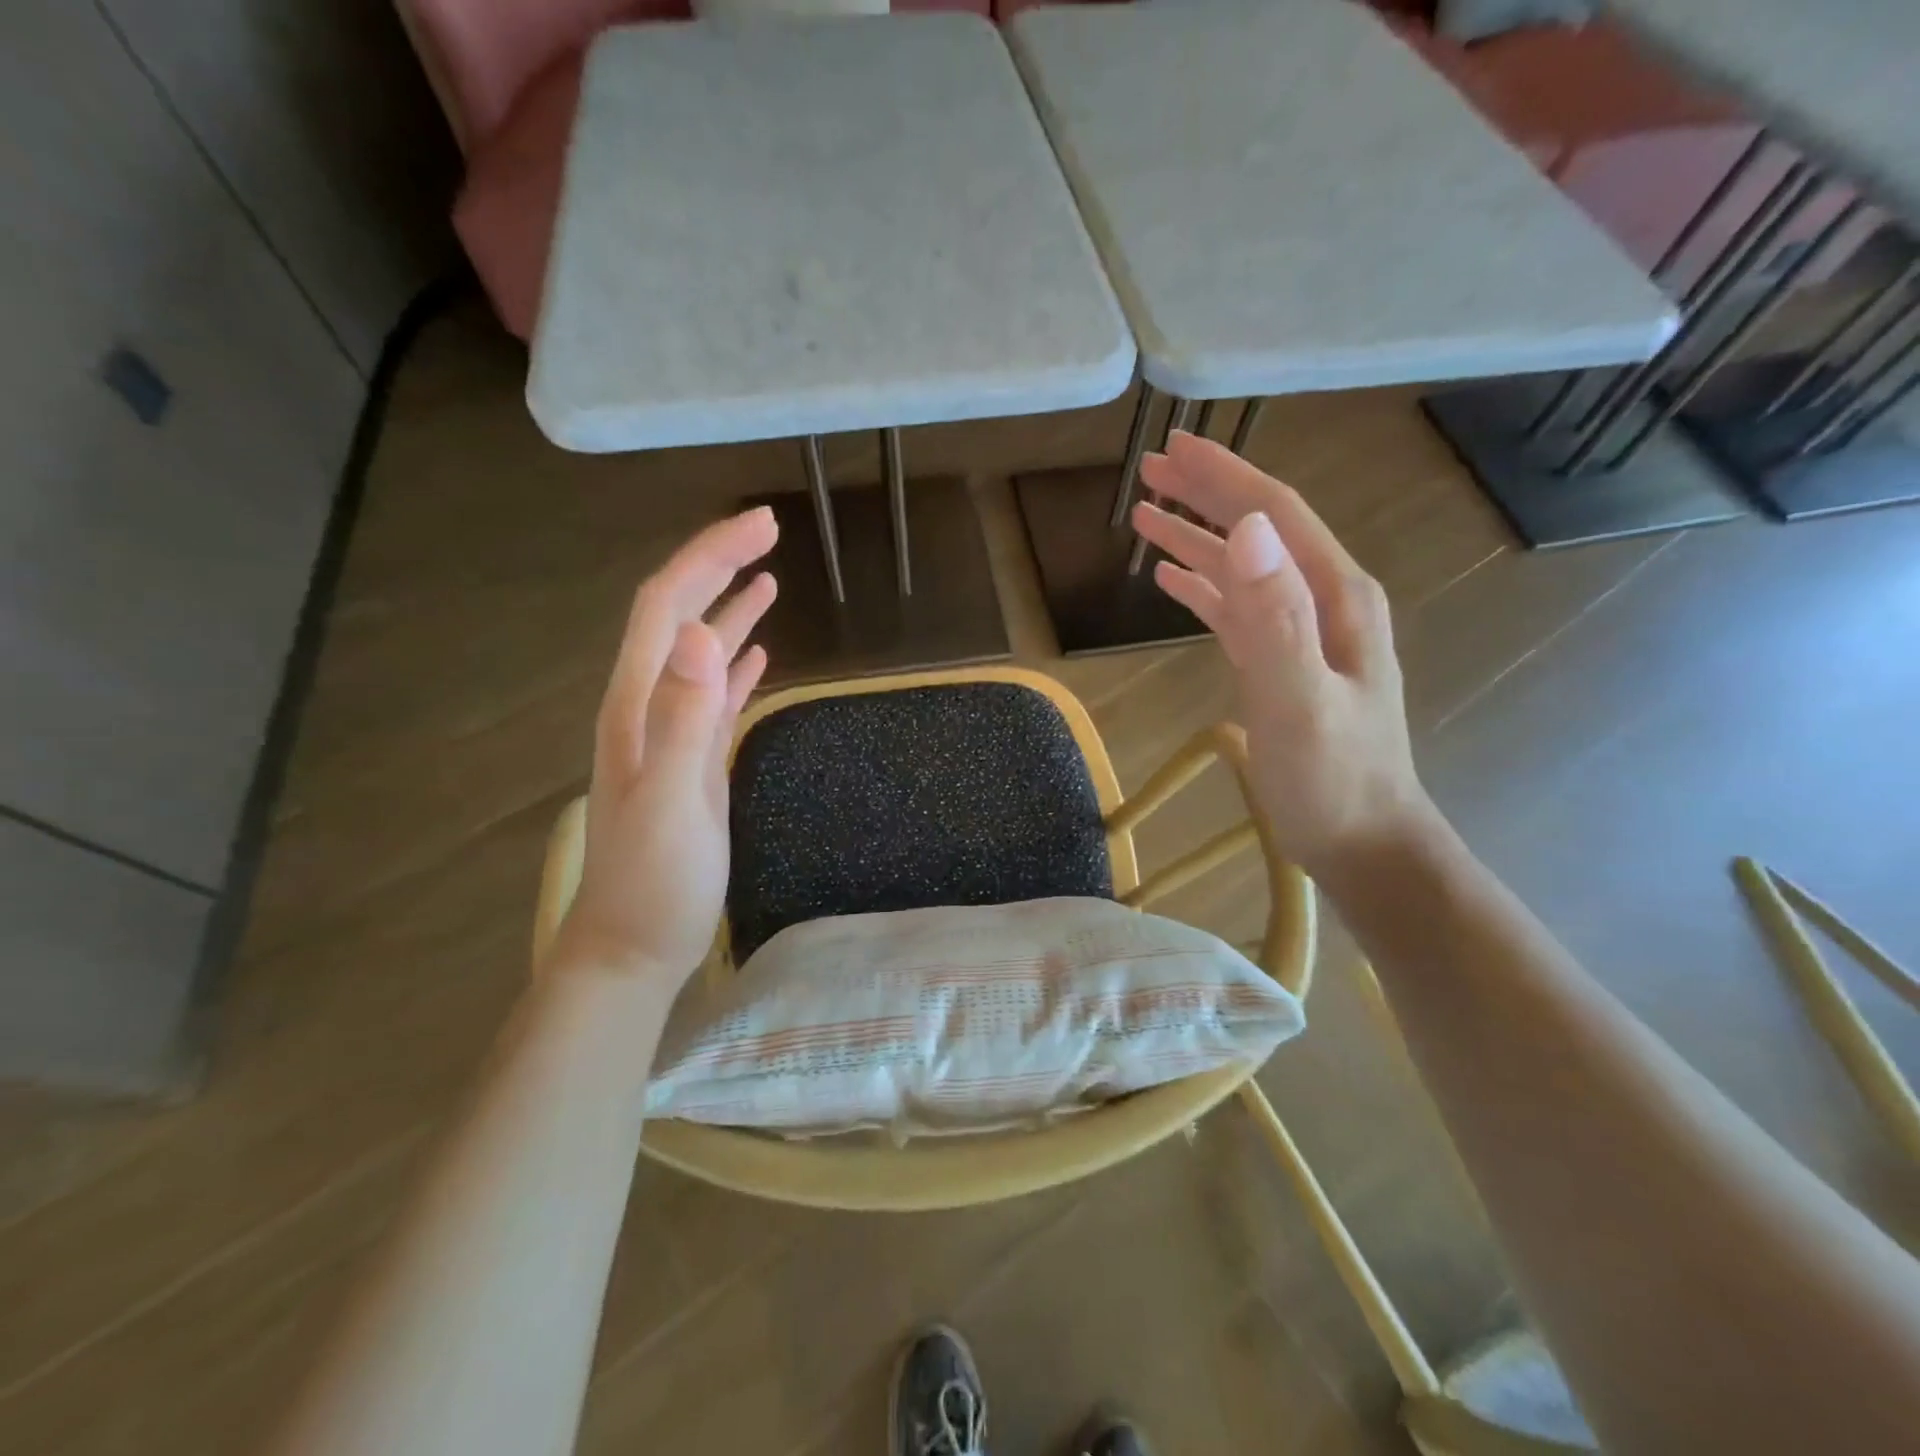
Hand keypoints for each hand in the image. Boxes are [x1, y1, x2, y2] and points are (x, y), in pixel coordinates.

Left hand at [547, 508, 779, 982]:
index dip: (710, 556)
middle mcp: (649, 704)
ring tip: (768, 577)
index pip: (668, 605)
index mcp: (638, 701)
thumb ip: (682, 717)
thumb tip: (702, 633)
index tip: (762, 525)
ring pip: (699, 651)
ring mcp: (670, 732)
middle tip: (769, 530)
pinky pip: (715, 695)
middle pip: (680, 615)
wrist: (636, 945)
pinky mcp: (692, 759)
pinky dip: (738, 663)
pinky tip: (759, 653)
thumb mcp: (672, 799)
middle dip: (719, 564)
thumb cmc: (654, 880)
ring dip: (730, 607)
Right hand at [1131, 433, 1437, 880]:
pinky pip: (1237, 610)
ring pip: (1242, 569)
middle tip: (1148, 471)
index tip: (1173, 447)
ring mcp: (1304, 633)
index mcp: (1335, 596)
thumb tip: (1246, 529)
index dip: (1224, 476)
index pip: (1274, 515)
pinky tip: (1171, 581)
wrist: (1365, 843)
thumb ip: (1275, 617)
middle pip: (1257, 532)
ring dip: (1195, 539)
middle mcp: (1323, 601)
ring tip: (1144, 518)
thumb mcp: (1300, 700)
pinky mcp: (1283, 663)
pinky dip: (1203, 588)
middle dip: (1205, 495)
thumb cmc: (1333, 779)